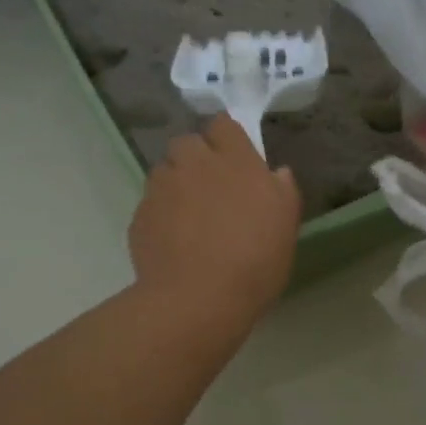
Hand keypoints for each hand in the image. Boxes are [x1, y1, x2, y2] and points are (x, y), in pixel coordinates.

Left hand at [130, 115, 300, 326]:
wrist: (198, 299)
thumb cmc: (255, 261)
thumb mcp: (286, 226)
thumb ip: (282, 191)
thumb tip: (276, 173)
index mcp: (235, 161)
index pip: (223, 125)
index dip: (226, 139)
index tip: (235, 160)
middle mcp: (194, 164)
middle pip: (187, 143)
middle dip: (196, 158)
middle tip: (210, 189)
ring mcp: (162, 188)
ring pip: (165, 171)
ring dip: (176, 184)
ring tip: (189, 217)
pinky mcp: (140, 215)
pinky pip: (151, 204)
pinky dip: (161, 214)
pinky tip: (173, 241)